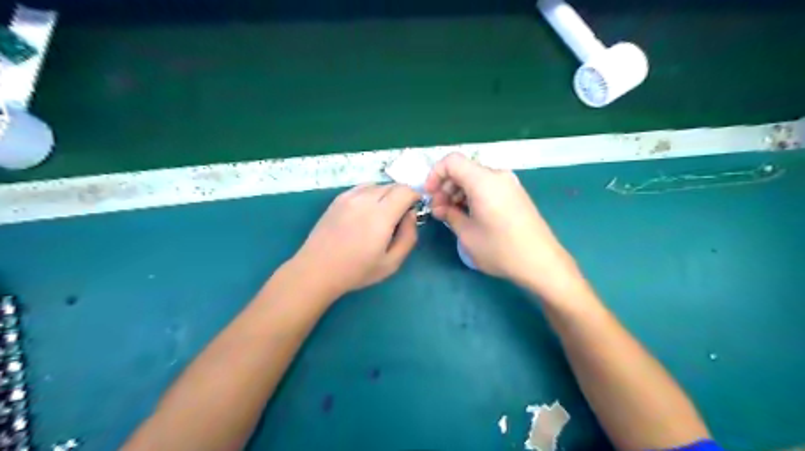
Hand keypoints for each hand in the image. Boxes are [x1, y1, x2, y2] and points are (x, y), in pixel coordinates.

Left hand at [292, 182, 421, 296]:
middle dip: (402, 196)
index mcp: (381, 216)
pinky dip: (371, 194)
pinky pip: (362, 188)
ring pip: (377, 185)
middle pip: (392, 185)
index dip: (415, 197)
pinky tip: (365, 212)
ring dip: (386, 194)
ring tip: (382, 214)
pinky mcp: (338, 199)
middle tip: (399, 216)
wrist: (317, 270)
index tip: (414, 210)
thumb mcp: (392, 263)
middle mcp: (365, 200)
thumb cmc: (357, 271)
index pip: (405, 191)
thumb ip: (408, 236)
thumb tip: (411, 214)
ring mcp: (349, 197)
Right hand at [424, 154, 582, 297]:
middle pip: (463, 170)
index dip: (435, 174)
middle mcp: (498, 176)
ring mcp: (509, 184)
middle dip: (446, 187)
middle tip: (439, 211)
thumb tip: (441, 208)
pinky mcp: (515, 195)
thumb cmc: (500, 249)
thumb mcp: (467, 234)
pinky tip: (469, 215)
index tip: (430, 195)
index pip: (452, 161)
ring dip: (458, 193)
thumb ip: (449, 214)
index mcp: (484, 181)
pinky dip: (473, 196)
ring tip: (452, 215)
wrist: (541, 262)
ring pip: (475, 179)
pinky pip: (487, 187)